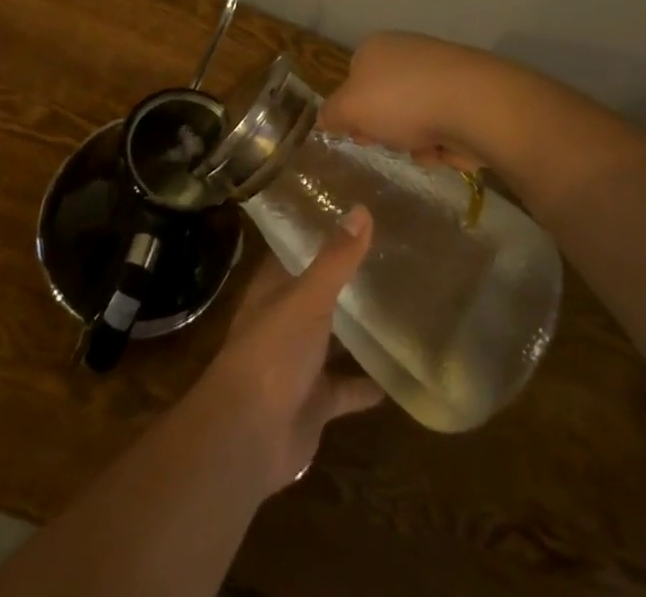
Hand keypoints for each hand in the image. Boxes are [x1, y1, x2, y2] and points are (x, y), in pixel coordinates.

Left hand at [190, 206, 383, 496]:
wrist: (249, 436)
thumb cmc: (273, 352)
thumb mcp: (308, 298)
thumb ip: (336, 259)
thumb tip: (362, 209)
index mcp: (273, 291)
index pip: (294, 252)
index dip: (317, 235)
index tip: (351, 216)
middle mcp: (283, 322)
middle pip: (315, 295)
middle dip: (342, 280)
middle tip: (386, 256)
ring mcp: (298, 364)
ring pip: (330, 340)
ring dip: (354, 331)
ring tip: (396, 308)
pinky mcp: (313, 403)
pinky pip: (344, 389)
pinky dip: (365, 385)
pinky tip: (396, 376)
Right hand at [318, 32, 511, 171]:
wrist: (473, 104)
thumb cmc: (401, 100)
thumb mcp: (349, 109)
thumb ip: (331, 114)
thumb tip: (325, 118)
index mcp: (376, 48)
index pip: (353, 79)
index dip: (352, 110)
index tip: (356, 133)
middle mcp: (408, 53)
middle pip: (385, 102)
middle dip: (386, 129)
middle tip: (389, 142)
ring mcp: (440, 74)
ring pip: (414, 120)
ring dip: (414, 142)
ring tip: (423, 147)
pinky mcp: (467, 96)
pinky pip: (442, 128)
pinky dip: (441, 143)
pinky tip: (446, 148)